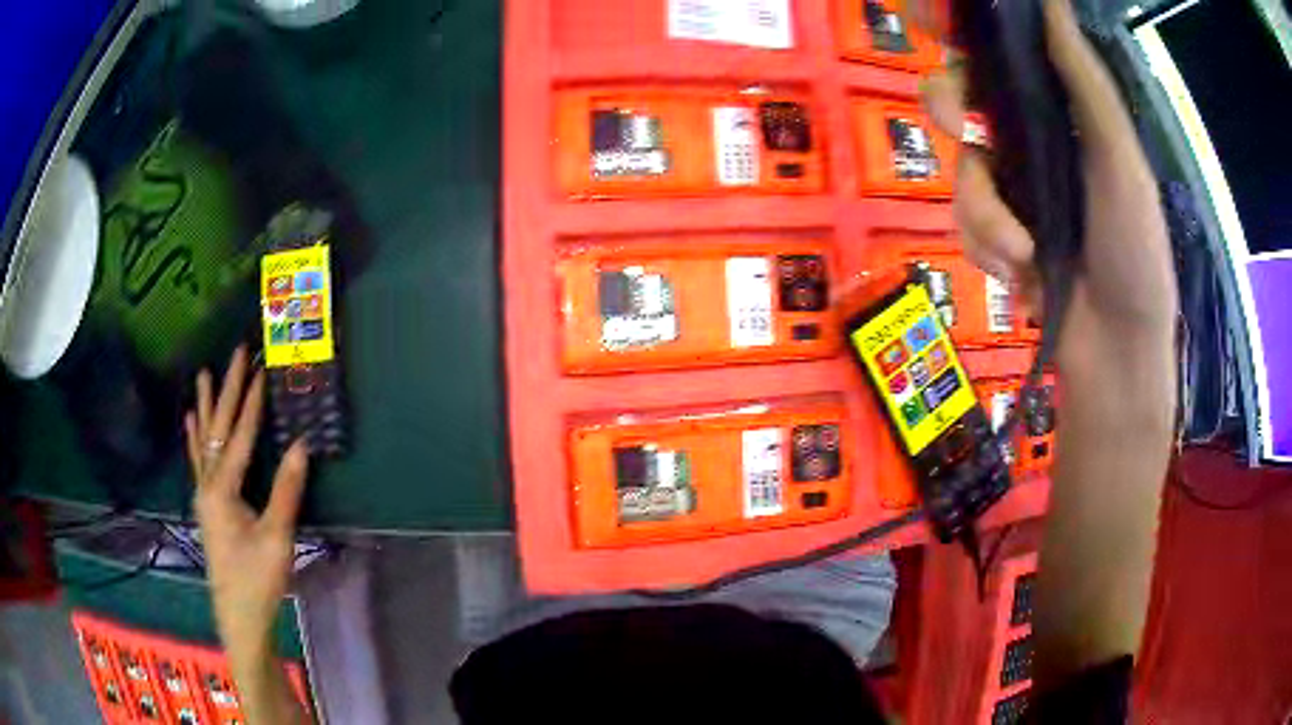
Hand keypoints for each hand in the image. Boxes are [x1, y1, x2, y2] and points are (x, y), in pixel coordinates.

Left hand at [184, 346, 308, 656]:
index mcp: (223, 489)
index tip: (261, 368)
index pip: (240, 436)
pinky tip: (191, 421)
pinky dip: (195, 436)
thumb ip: (286, 490)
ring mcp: (205, 493)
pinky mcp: (207, 504)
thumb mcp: (277, 538)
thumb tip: (302, 445)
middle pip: (218, 428)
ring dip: (208, 405)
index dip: (252, 402)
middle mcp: (208, 483)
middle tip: (236, 353)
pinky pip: (198, 460)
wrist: (239, 615)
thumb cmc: (258, 579)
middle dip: (229, 389)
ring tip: (205, 374)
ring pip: (204, 439)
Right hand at [920, 0, 1176, 363]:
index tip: (929, 17)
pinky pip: (964, 222)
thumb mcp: (1119, 159)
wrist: (1117, 351)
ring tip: (1020, 252)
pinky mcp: (996, 235)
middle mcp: (1031, 140)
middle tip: (958, 122)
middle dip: (947, 103)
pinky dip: (986, 248)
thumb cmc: (1134, 250)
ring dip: (983, 212)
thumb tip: (1050, 0)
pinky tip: (1020, 276)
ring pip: (959, 168)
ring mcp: (1011, 190)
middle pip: (959, 95)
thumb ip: (1085, 79)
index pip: (1000, 52)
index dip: (959, 31)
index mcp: (1062, 112)